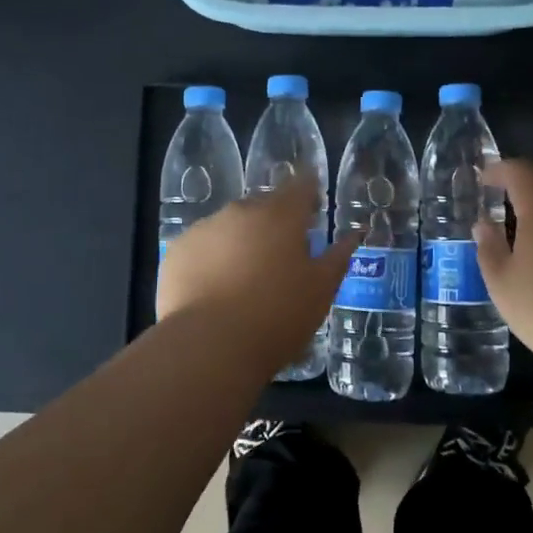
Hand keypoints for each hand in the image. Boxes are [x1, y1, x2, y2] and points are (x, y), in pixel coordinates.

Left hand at [156, 173, 358, 363]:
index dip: (309, 193)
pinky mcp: (177, 250)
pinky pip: (202, 246)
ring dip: (241, 240)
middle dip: (274, 221)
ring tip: (244, 277)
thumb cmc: (278, 316)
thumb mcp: (321, 290)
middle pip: (263, 205)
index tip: (313, 208)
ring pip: (230, 225)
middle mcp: (242, 210)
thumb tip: (355, 232)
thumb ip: (339, 255)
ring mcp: (205, 228)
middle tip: (281, 254)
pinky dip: (211, 258)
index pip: (301, 185)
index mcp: (282, 214)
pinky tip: (214, 288)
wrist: (210, 346)